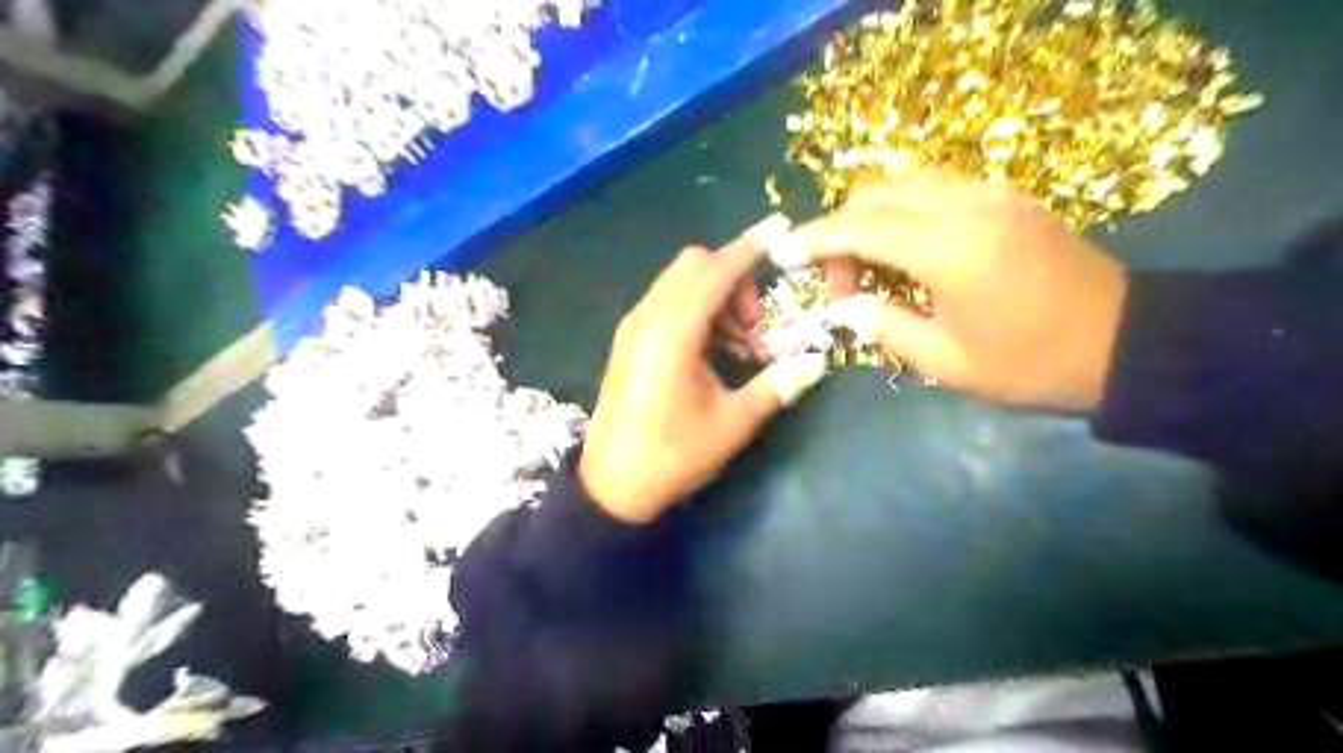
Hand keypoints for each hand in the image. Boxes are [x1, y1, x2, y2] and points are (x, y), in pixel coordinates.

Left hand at [585, 225, 834, 524]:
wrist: (612, 484)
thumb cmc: (673, 454)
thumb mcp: (732, 423)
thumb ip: (776, 385)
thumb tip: (819, 360)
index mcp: (672, 332)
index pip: (716, 271)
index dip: (750, 247)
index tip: (780, 227)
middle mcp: (648, 317)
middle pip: (695, 266)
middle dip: (734, 279)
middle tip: (758, 325)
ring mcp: (634, 327)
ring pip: (681, 283)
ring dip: (717, 297)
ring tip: (743, 345)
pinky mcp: (630, 341)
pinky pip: (668, 304)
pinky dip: (697, 311)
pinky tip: (716, 351)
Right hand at [770, 172, 1124, 410]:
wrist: (1127, 342)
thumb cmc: (1031, 363)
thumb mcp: (945, 361)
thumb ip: (884, 325)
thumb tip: (846, 306)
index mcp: (946, 248)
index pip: (857, 227)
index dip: (813, 239)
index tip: (782, 254)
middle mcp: (964, 205)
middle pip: (874, 194)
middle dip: (840, 233)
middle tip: (842, 286)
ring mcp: (989, 193)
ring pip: (903, 183)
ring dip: (870, 218)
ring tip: (869, 268)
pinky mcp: (1006, 197)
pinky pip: (935, 187)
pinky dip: (902, 211)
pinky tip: (906, 251)